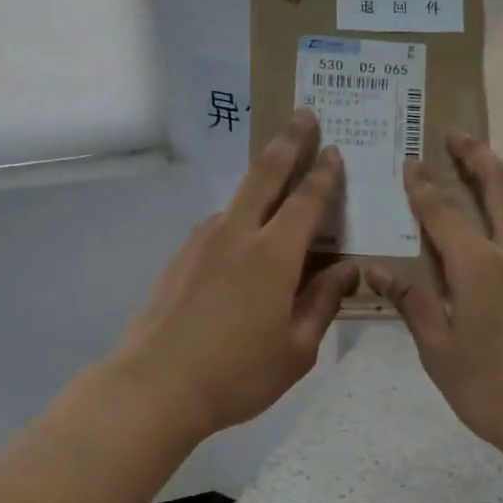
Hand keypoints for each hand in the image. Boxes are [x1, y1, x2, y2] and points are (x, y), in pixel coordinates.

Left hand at [110, 109, 359, 442]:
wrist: (155, 387)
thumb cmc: (238, 374)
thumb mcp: (297, 349)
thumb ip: (324, 302)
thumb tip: (347, 270)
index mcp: (274, 255)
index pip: (307, 200)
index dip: (325, 174)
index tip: (335, 149)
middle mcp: (237, 234)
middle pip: (265, 173)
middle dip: (288, 141)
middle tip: (304, 115)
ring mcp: (202, 242)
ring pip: (238, 198)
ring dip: (261, 180)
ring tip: (279, 181)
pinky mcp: (180, 257)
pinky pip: (219, 225)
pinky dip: (239, 217)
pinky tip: (244, 239)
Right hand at [365, 131, 502, 467]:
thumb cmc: (491, 389)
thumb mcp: (439, 351)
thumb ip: (412, 302)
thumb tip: (378, 270)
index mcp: (478, 267)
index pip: (443, 213)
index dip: (423, 186)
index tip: (411, 161)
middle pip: (499, 186)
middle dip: (476, 154)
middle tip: (457, 134)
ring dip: (499, 180)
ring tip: (479, 169)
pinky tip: (502, 230)